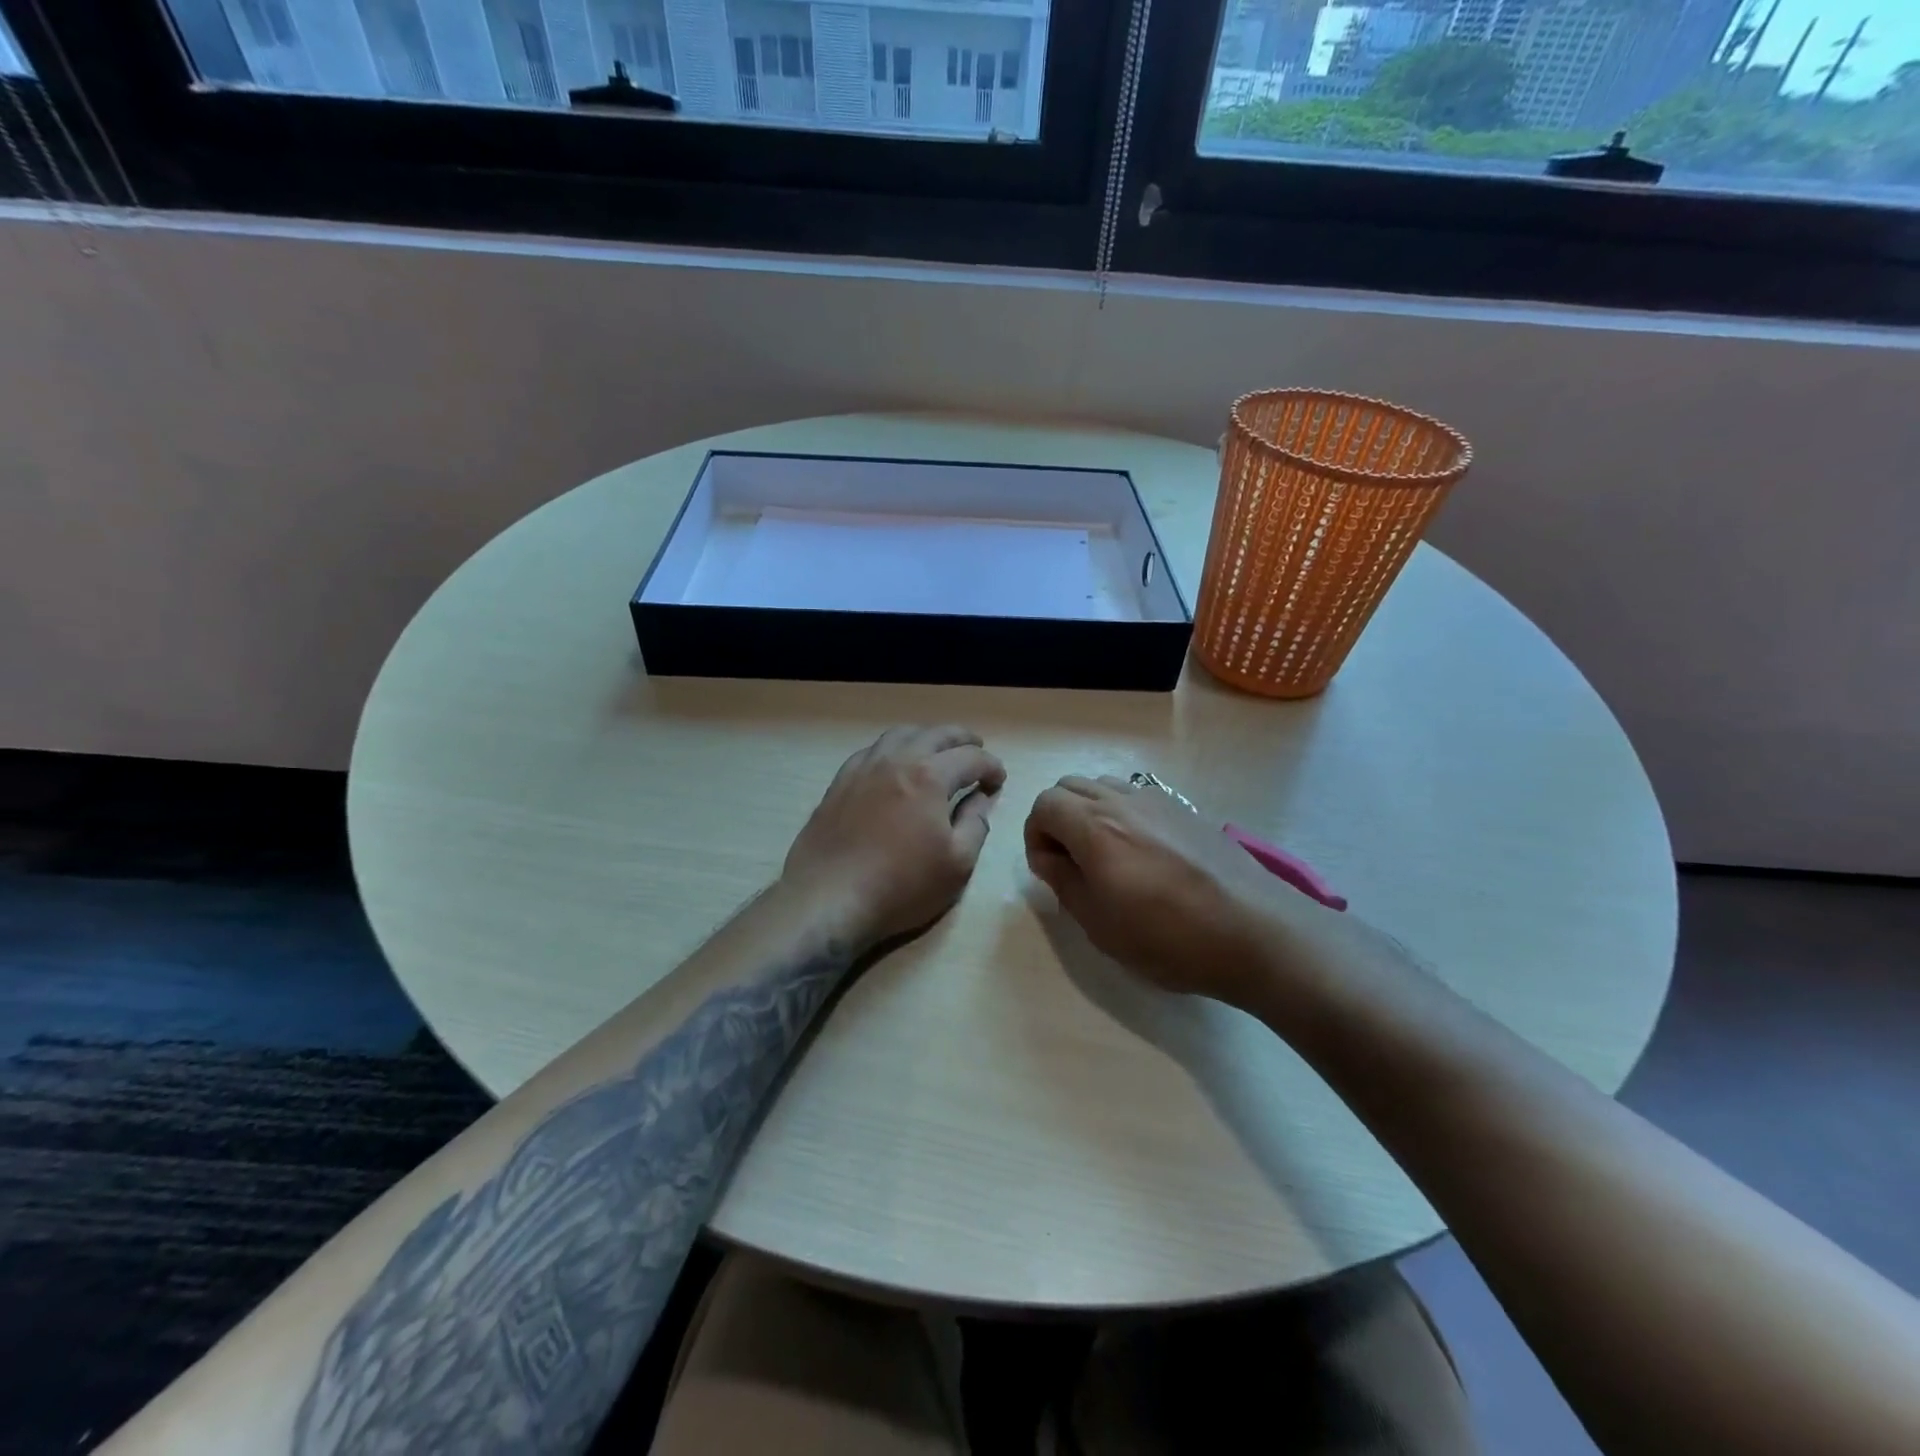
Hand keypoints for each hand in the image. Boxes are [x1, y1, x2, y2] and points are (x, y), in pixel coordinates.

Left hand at [782, 726, 1006, 947]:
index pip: (970, 758)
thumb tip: (981, 799)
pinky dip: (893, 749)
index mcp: (929, 776)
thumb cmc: (901, 885)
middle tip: (976, 749)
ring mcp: (863, 769)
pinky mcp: (839, 783)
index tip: (999, 781)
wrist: (829, 898)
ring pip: (899, 735)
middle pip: (935, 735)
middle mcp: (896, 760)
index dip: (991, 766)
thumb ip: (975, 825)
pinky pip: (871, 751)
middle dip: (962, 739)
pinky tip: (893, 765)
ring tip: (937, 750)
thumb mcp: (957, 864)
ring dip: (926, 737)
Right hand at [1024, 774, 1313, 1006]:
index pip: (1044, 804)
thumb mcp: (1099, 923)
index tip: (1049, 869)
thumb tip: (1048, 856)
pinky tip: (1143, 855)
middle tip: (1070, 861)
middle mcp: (1123, 801)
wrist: (1255, 933)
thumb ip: (1063, 881)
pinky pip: (1136, 796)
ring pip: (1103, 786)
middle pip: (1069, 786)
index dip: (1035, 835)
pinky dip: (1121, 814)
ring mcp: (1158, 800)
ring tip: (1106, 857)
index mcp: (1095, 827)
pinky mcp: (1185, 810)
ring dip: (1089, 812)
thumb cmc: (1169, 938)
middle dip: (1057, 818)